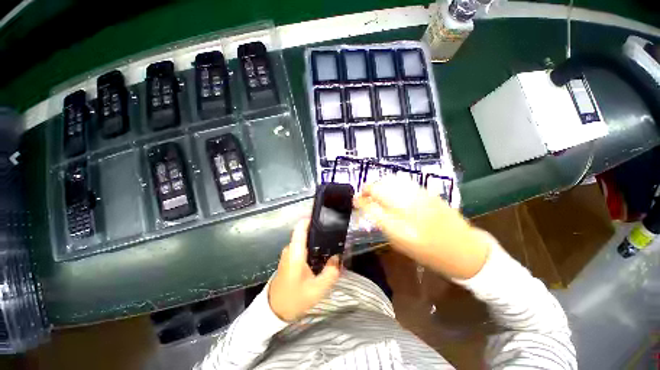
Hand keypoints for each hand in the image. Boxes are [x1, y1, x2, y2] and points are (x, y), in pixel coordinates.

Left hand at [269, 219, 340, 321]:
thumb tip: (337, 257)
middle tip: (335, 237)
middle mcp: (290, 248)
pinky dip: (312, 250)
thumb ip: (331, 272)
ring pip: (305, 241)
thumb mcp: (318, 289)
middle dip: (320, 233)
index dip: (312, 219)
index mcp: (295, 252)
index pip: (301, 226)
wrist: (274, 311)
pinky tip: (321, 257)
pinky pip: (302, 248)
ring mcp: (288, 253)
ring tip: (331, 247)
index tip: (326, 218)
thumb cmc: (295, 299)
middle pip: (306, 233)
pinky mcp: (289, 259)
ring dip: (317, 243)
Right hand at [353, 178, 490, 278]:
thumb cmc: (428, 254)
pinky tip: (391, 189)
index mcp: (400, 229)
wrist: (463, 250)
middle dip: (368, 189)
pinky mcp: (429, 192)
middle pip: (381, 190)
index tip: (355, 199)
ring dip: (380, 185)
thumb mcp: (400, 244)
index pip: (373, 208)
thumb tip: (370, 208)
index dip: (361, 201)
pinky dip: (392, 184)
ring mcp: (420, 198)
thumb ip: (383, 224)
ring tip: (376, 191)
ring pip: (391, 182)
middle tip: (364, 194)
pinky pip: (404, 183)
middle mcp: (409, 210)